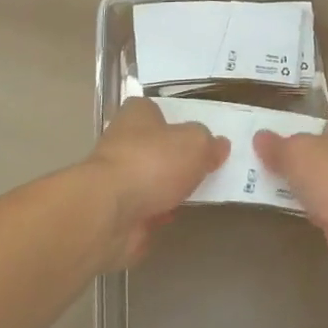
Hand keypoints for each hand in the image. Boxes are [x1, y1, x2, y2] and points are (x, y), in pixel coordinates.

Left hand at [87, 97, 228, 267]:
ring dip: (167, 189)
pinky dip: (158, 214)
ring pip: (150, 180)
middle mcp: (122, 141)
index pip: (157, 109)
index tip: (197, 134)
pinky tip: (175, 218)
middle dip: (175, 159)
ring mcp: (116, 179)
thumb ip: (209, 143)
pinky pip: (144, 209)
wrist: (109, 213)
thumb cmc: (152, 162)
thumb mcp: (195, 143)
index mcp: (137, 114)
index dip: (176, 119)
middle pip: (155, 146)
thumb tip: (219, 145)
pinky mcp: (115, 212)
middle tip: (204, 167)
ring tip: (196, 194)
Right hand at [254, 116, 327, 281]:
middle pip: (325, 152)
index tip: (279, 132)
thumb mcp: (297, 153)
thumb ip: (278, 146)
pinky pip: (327, 211)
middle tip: (265, 162)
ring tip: (269, 188)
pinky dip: (313, 213)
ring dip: (306, 188)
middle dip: (301, 158)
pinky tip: (291, 214)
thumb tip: (260, 136)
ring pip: (326, 183)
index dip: (305, 124)